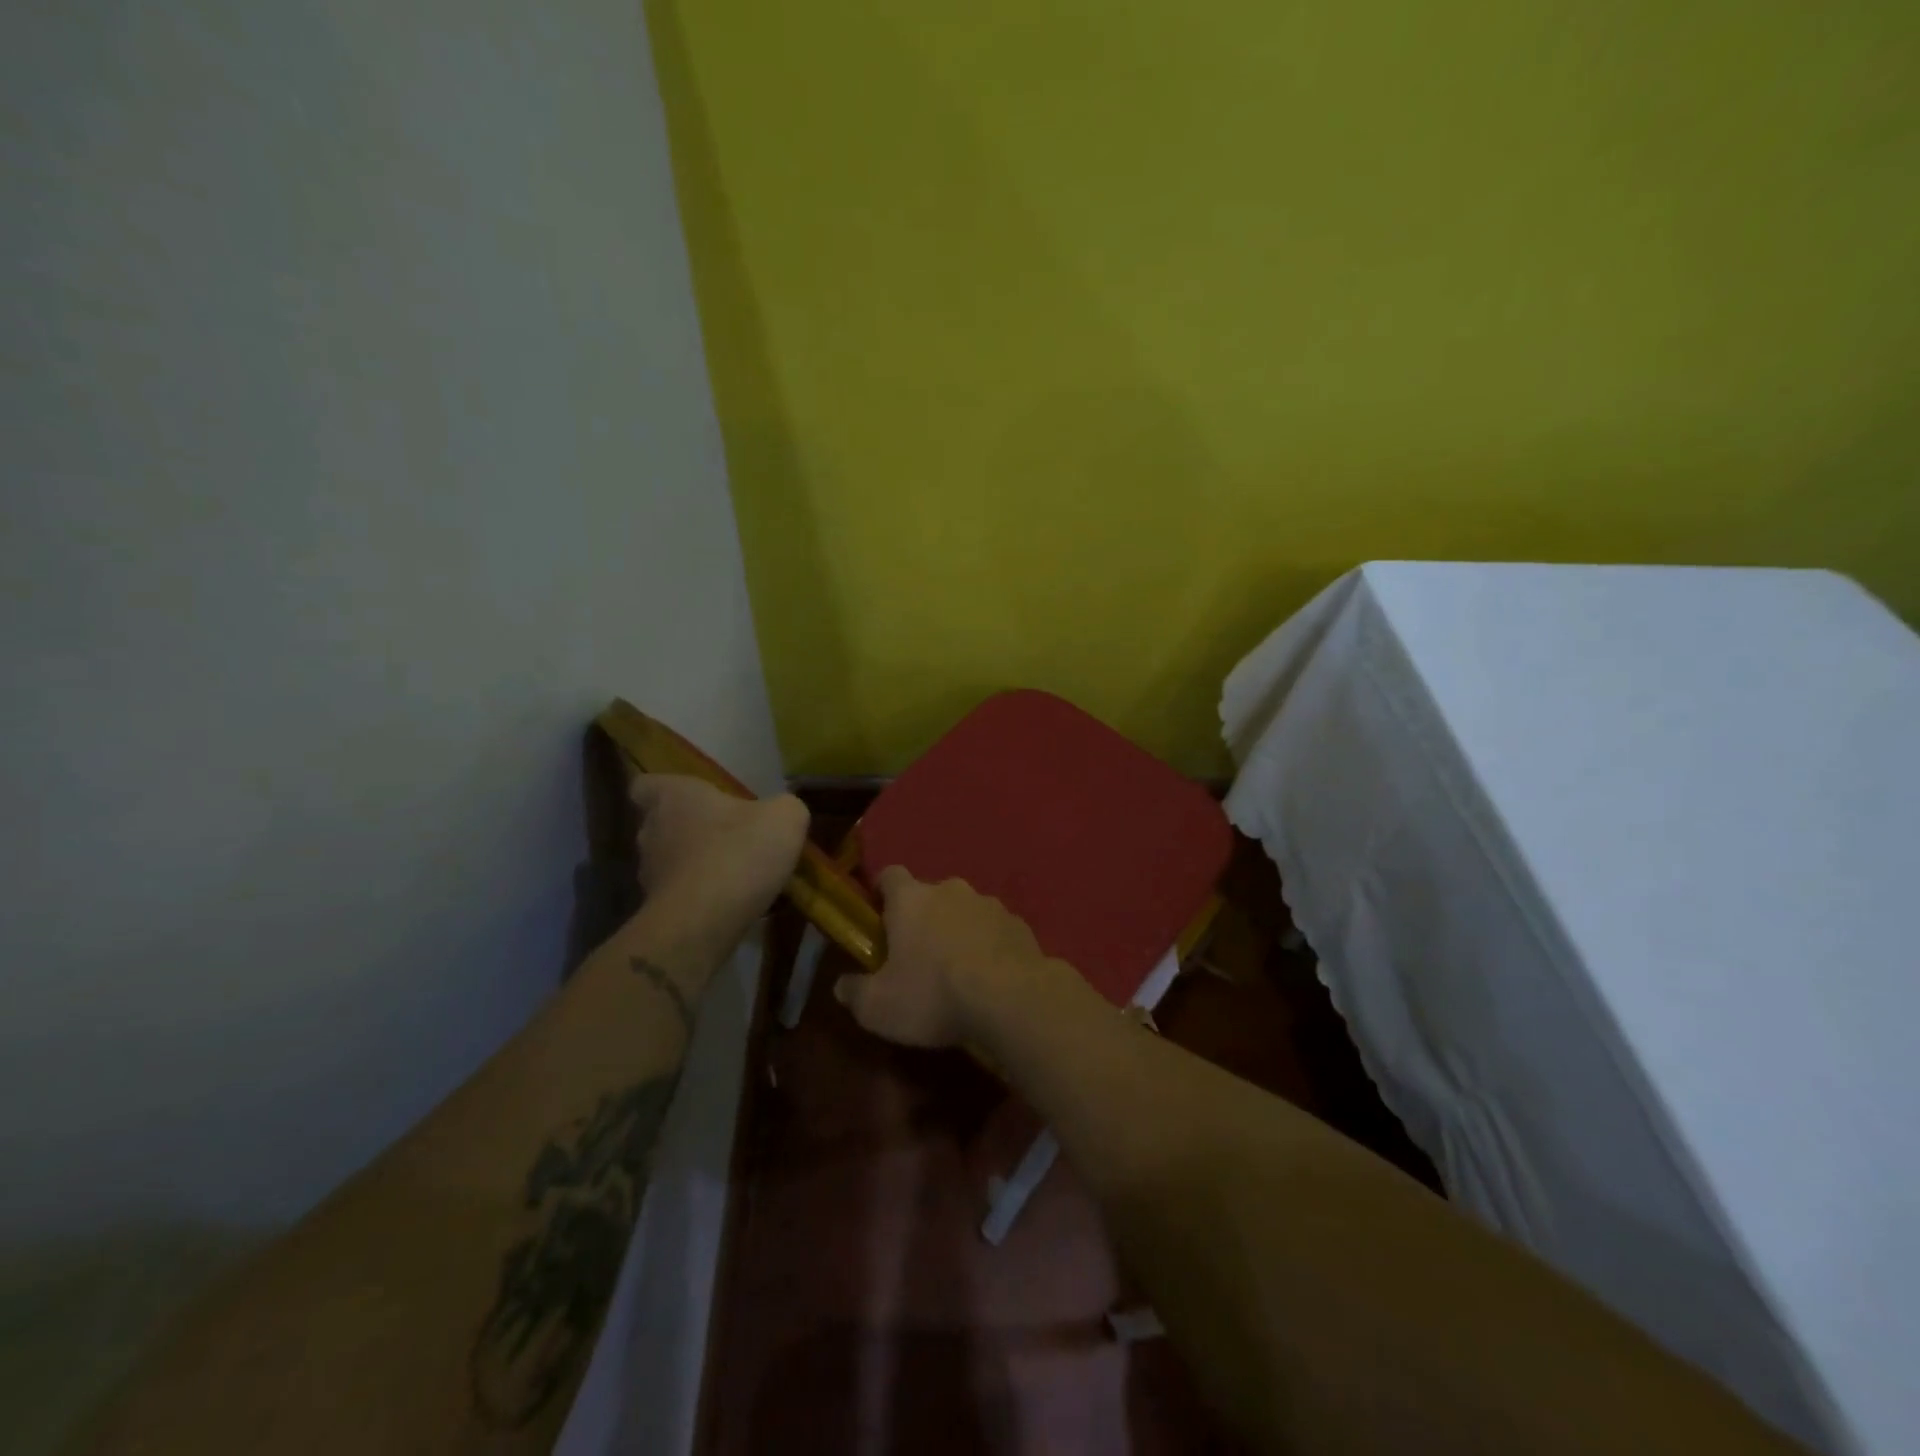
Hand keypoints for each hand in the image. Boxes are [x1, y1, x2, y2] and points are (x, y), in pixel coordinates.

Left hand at [629, 774, 808, 940]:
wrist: (704, 924)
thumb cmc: (739, 853)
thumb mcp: (785, 818)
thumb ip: (785, 806)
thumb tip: (782, 811)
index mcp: (673, 797)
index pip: (644, 785)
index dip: (663, 789)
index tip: (689, 798)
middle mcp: (651, 831)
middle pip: (660, 824)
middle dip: (689, 829)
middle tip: (724, 835)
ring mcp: (649, 874)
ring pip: (669, 861)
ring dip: (695, 865)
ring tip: (732, 873)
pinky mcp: (656, 911)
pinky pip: (680, 896)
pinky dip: (700, 897)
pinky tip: (731, 903)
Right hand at [833, 867, 1052, 1047]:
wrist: (1011, 998)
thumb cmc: (933, 994)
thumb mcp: (879, 1007)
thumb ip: (855, 993)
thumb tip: (842, 986)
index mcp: (911, 899)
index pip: (890, 875)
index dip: (882, 893)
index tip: (878, 917)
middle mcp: (950, 889)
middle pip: (929, 894)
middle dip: (922, 918)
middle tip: (917, 956)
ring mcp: (989, 903)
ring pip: (965, 911)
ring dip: (958, 931)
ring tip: (957, 971)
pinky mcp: (1019, 924)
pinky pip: (995, 930)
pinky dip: (989, 946)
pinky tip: (990, 978)